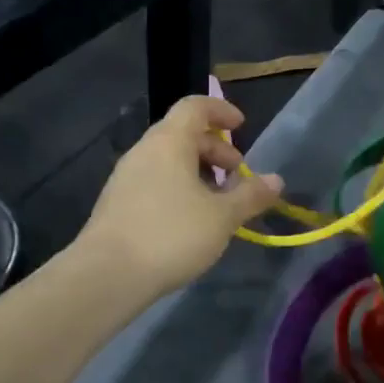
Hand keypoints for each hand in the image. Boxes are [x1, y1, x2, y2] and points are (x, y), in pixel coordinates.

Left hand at [74, 96, 284, 298]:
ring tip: (217, 202)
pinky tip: (190, 221)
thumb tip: (276, 180)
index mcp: (169, 142)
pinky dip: (177, 188)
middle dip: (214, 150)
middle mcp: (144, 151)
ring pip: (168, 160)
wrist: (106, 275)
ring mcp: (126, 177)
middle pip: (182, 133)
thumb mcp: (222, 217)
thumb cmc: (171, 235)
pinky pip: (154, 181)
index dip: (221, 111)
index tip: (241, 127)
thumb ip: (251, 195)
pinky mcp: (117, 203)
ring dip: (197, 172)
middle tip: (236, 176)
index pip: (195, 106)